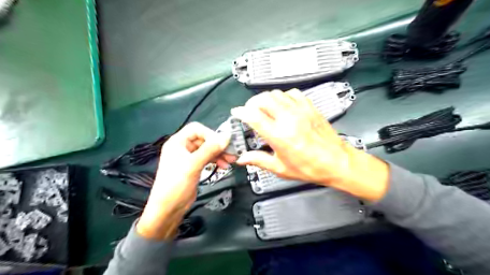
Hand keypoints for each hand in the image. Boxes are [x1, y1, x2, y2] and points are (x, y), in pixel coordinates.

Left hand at [136, 123, 233, 238]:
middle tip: (231, 153)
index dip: (210, 134)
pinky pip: (207, 158)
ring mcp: (188, 157)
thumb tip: (226, 136)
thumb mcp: (194, 164)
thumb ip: (210, 149)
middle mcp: (183, 147)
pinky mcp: (194, 167)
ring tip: (230, 160)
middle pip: (204, 139)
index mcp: (177, 142)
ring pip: (207, 149)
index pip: (197, 129)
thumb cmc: (177, 184)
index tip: (222, 143)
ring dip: (219, 153)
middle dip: (218, 145)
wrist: (168, 208)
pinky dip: (216, 160)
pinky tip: (224, 165)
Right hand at [232, 89, 388, 200]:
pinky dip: (282, 96)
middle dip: (251, 103)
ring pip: (276, 94)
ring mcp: (300, 111)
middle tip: (250, 112)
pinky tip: (282, 105)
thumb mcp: (281, 168)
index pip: (253, 116)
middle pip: (262, 99)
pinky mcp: (310, 107)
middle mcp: (288, 119)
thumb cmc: (310, 167)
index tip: (236, 113)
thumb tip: (243, 159)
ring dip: (265, 99)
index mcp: (279, 136)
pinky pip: (292, 93)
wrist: (337, 162)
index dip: (241, 112)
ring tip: (264, 109)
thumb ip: (259, 160)